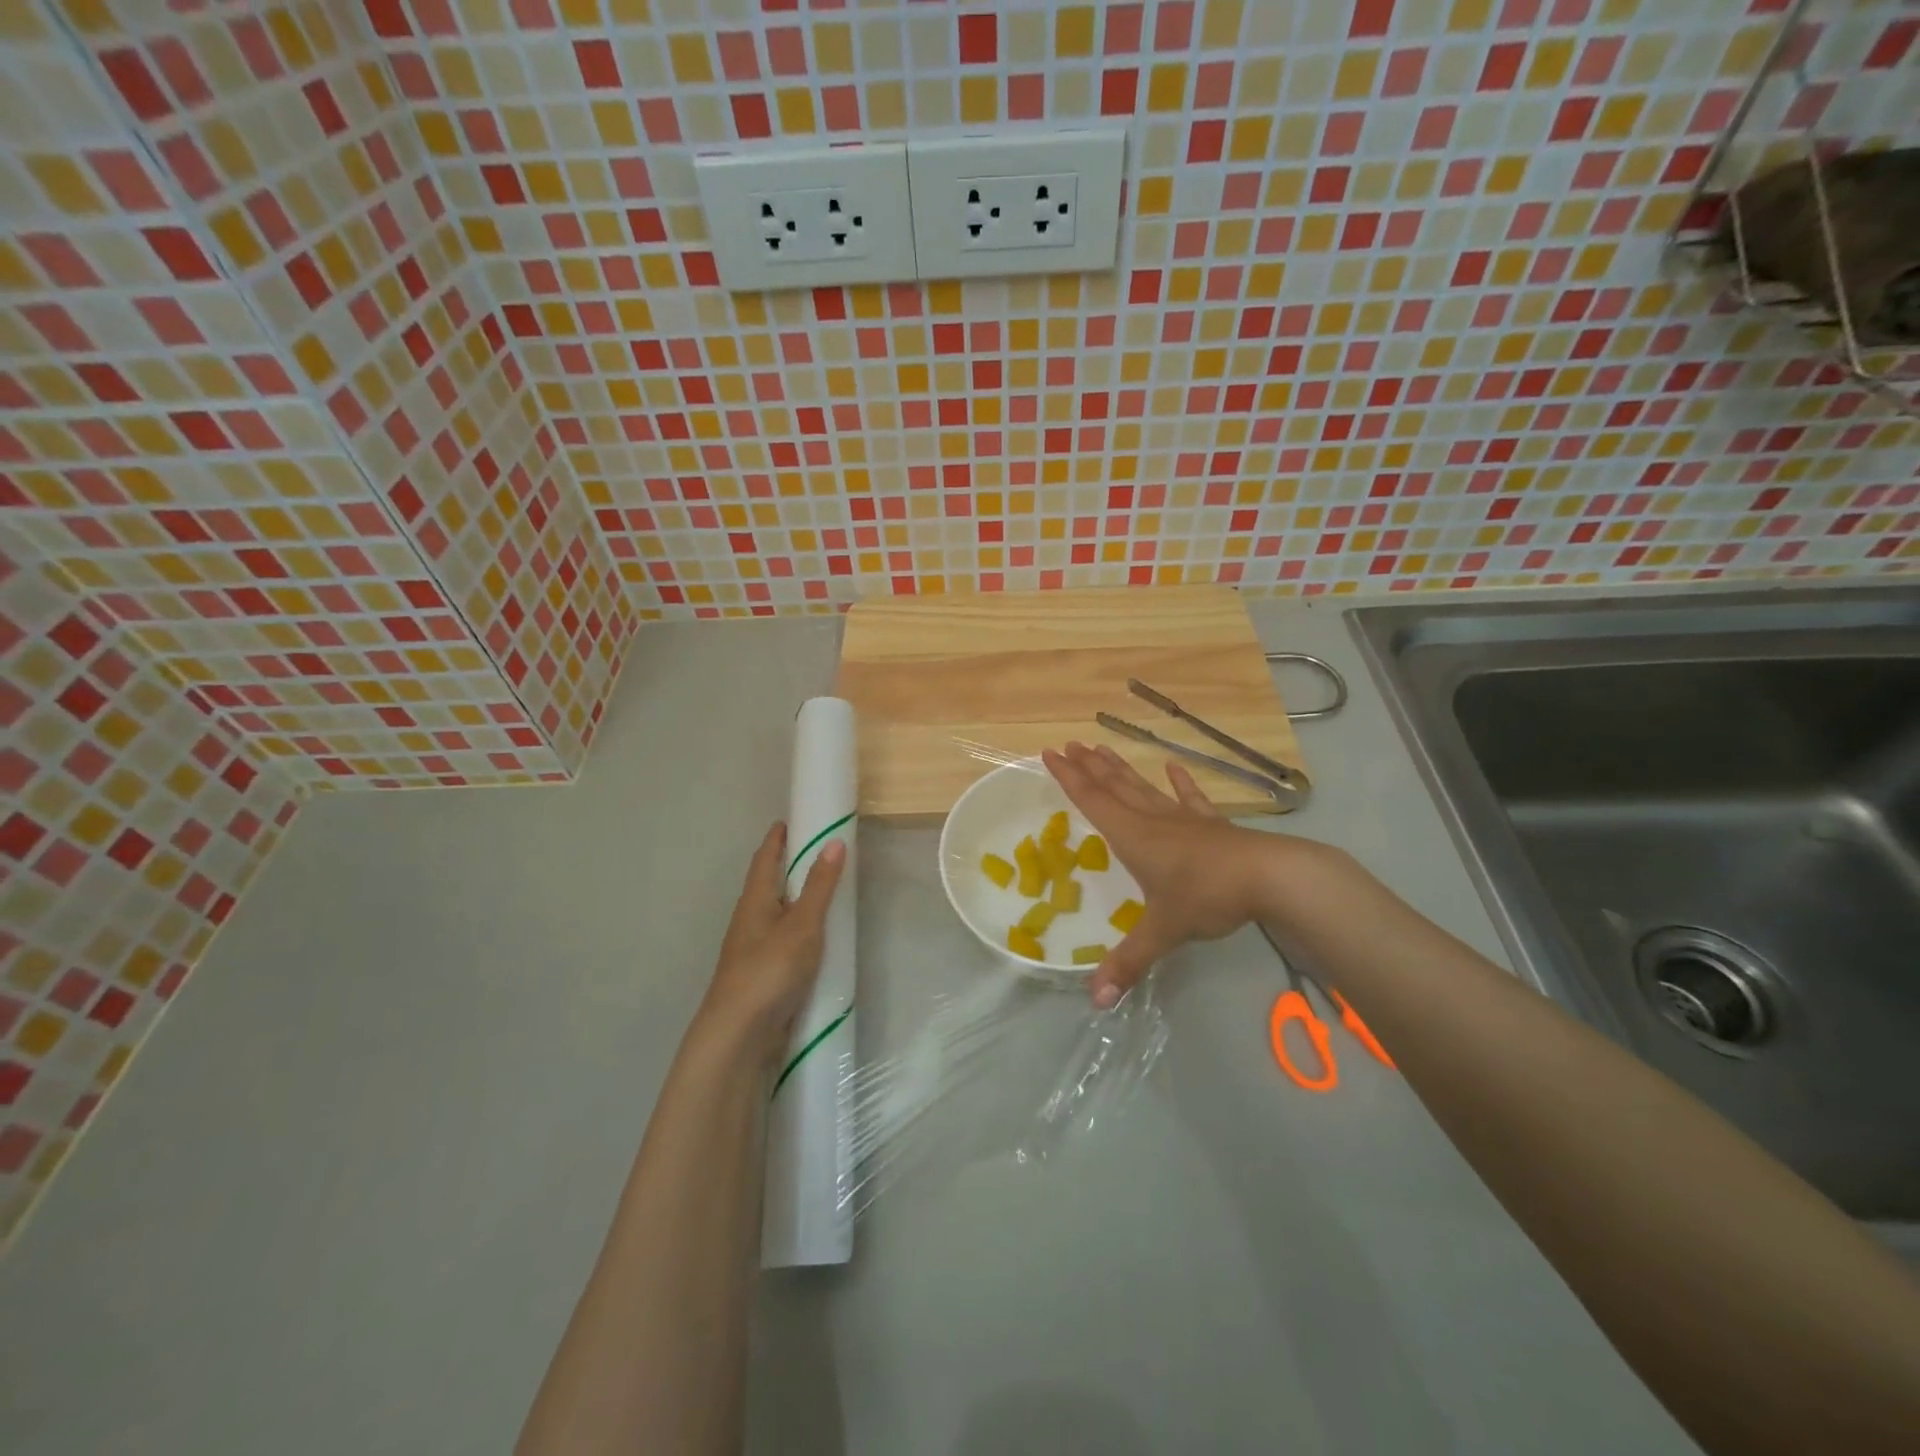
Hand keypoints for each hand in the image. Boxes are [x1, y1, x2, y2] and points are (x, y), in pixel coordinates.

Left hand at [696, 822, 845, 1065]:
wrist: (739, 1036)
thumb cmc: (769, 971)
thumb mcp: (802, 925)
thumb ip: (819, 886)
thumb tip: (834, 841)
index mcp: (754, 902)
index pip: (764, 860)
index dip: (776, 839)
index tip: (789, 821)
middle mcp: (750, 921)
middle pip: (767, 886)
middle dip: (786, 868)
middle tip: (815, 852)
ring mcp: (754, 951)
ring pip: (775, 915)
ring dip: (794, 901)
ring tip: (822, 892)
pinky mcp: (763, 976)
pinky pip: (784, 942)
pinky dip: (800, 931)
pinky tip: (817, 940)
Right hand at [1042, 742, 1291, 1005]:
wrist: (1270, 877)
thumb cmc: (1207, 896)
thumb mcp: (1164, 933)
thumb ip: (1129, 963)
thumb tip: (1095, 1002)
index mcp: (1133, 837)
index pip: (1093, 801)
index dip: (1069, 777)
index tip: (1050, 752)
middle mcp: (1153, 821)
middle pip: (1115, 787)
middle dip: (1089, 767)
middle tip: (1070, 744)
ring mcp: (1184, 819)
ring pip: (1144, 788)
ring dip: (1121, 769)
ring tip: (1102, 747)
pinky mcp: (1212, 825)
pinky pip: (1190, 798)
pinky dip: (1180, 782)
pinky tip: (1173, 766)